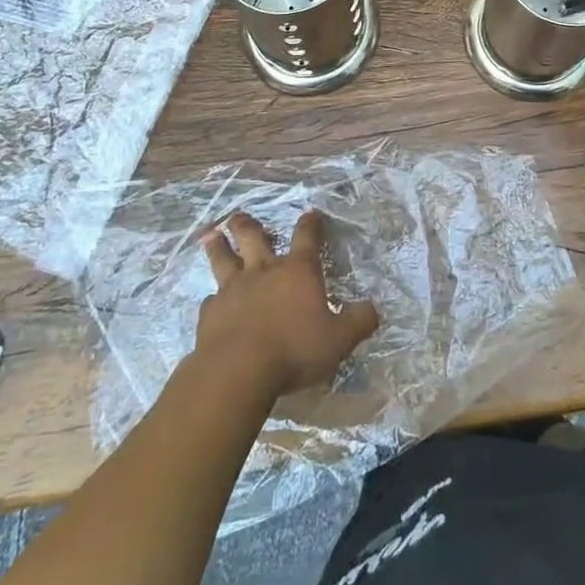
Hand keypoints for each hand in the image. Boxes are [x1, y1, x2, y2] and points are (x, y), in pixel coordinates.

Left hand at [196, 210, 379, 401]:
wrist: (238, 371)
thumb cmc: (294, 350)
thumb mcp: (338, 340)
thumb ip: (358, 322)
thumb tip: (373, 309)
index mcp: (298, 271)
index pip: (307, 236)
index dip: (311, 223)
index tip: (312, 214)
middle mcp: (264, 270)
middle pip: (253, 237)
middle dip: (247, 224)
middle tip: (239, 216)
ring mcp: (233, 289)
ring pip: (223, 258)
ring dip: (218, 246)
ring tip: (212, 235)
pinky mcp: (210, 312)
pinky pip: (211, 299)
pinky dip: (213, 298)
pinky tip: (212, 302)